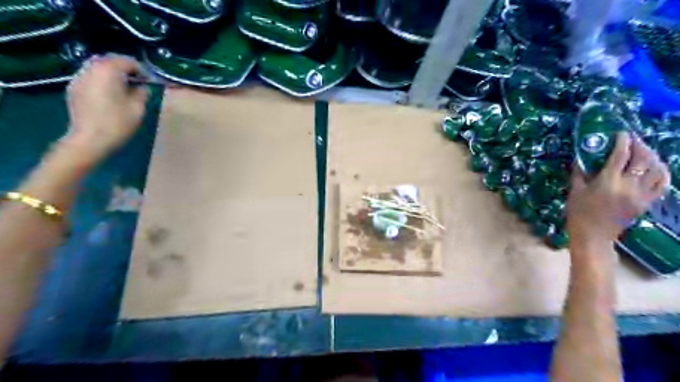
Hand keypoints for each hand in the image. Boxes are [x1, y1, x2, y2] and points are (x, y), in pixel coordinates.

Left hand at [60, 54, 148, 161]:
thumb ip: (142, 93)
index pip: (127, 61)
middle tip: (138, 82)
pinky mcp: (74, 88)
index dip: (141, 69)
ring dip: (112, 74)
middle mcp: (91, 69)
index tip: (150, 81)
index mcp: (108, 71)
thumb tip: (142, 87)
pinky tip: (110, 94)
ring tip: (124, 87)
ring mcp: (79, 78)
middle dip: (125, 68)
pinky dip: (102, 80)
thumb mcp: (138, 108)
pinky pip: (90, 77)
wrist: (90, 139)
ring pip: (98, 67)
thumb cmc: (118, 123)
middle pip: (110, 61)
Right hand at [569, 132, 667, 246]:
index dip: (623, 141)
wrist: (593, 235)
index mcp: (608, 181)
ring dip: (652, 156)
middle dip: (639, 145)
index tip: (621, 133)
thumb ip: (579, 172)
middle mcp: (628, 185)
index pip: (621, 155)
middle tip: (633, 140)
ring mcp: (641, 194)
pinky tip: (657, 166)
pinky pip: (662, 183)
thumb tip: (580, 157)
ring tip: (644, 151)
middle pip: (642, 159)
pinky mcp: (646, 202)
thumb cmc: (578, 212)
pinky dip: (662, 172)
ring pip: (656, 169)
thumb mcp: (575, 191)